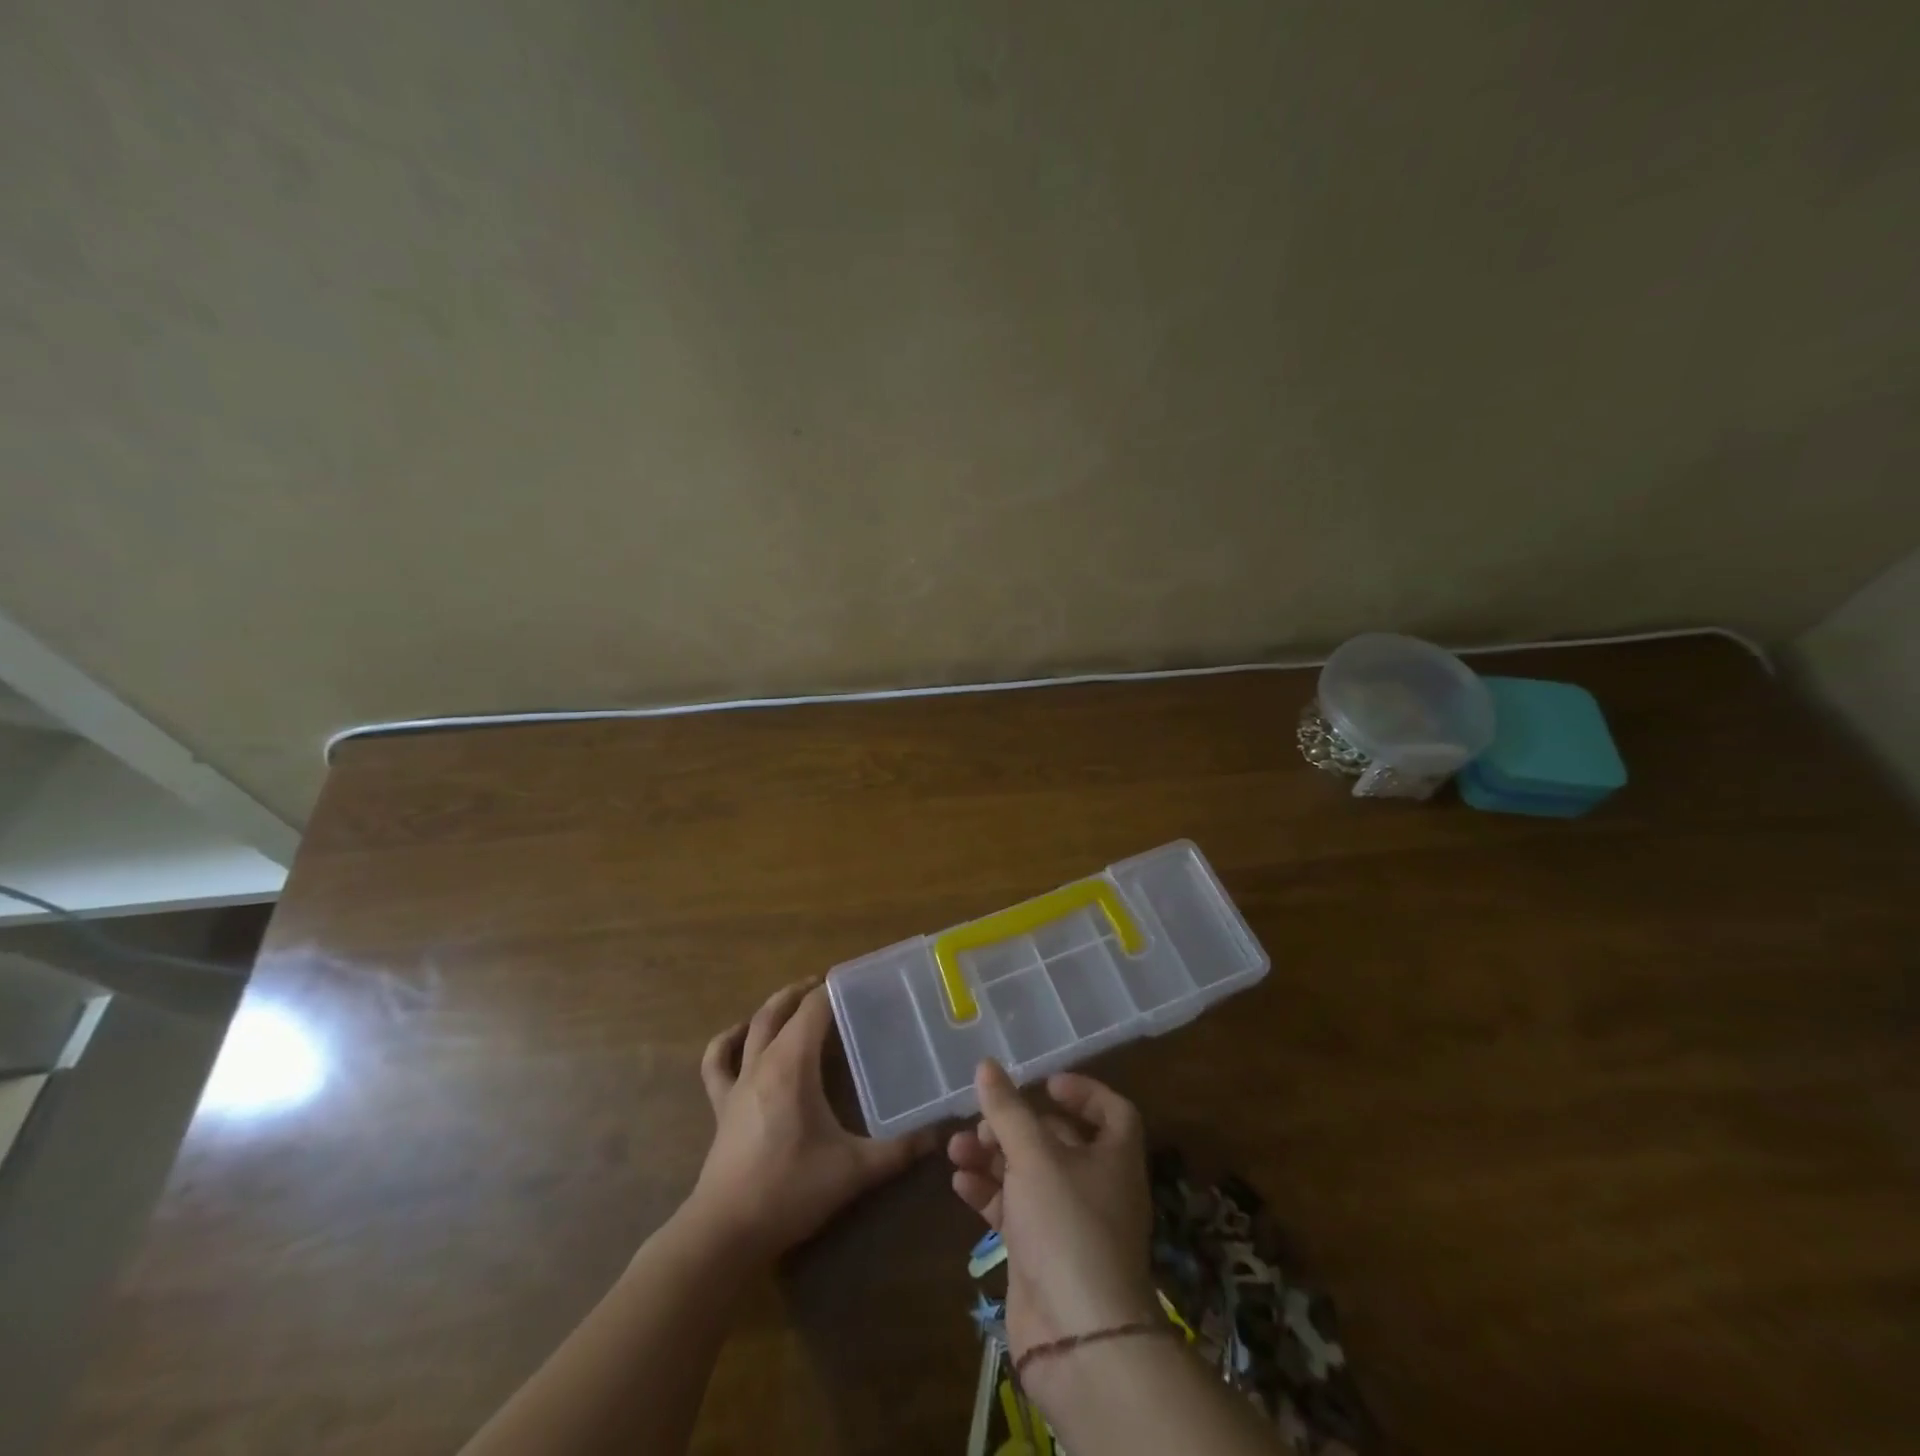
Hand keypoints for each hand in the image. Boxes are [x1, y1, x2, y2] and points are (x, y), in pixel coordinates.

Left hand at [691, 980, 932, 1261]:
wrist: (726, 1233)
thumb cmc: (790, 1191)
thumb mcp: (854, 1170)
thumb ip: (900, 1150)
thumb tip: (941, 1133)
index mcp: (792, 1065)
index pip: (814, 1009)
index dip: (835, 989)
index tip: (861, 982)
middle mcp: (762, 1062)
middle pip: (781, 1009)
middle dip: (806, 991)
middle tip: (834, 987)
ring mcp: (737, 1083)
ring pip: (751, 1027)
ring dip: (773, 1008)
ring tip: (795, 1000)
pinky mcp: (721, 1107)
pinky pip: (717, 1063)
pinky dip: (728, 1042)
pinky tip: (740, 1036)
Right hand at [947, 1061, 1159, 1372]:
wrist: (1078, 1337)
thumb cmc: (1067, 1225)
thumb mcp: (1034, 1156)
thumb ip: (1008, 1110)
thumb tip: (987, 1065)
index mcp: (1114, 1157)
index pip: (1112, 1111)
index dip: (1083, 1092)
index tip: (1044, 1083)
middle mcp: (1097, 1186)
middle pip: (1058, 1141)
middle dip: (1016, 1126)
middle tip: (982, 1122)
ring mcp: (1069, 1223)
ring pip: (1029, 1176)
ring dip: (993, 1158)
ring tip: (956, 1148)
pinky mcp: (1042, 1254)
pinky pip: (1015, 1211)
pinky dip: (989, 1194)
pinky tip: (959, 1183)